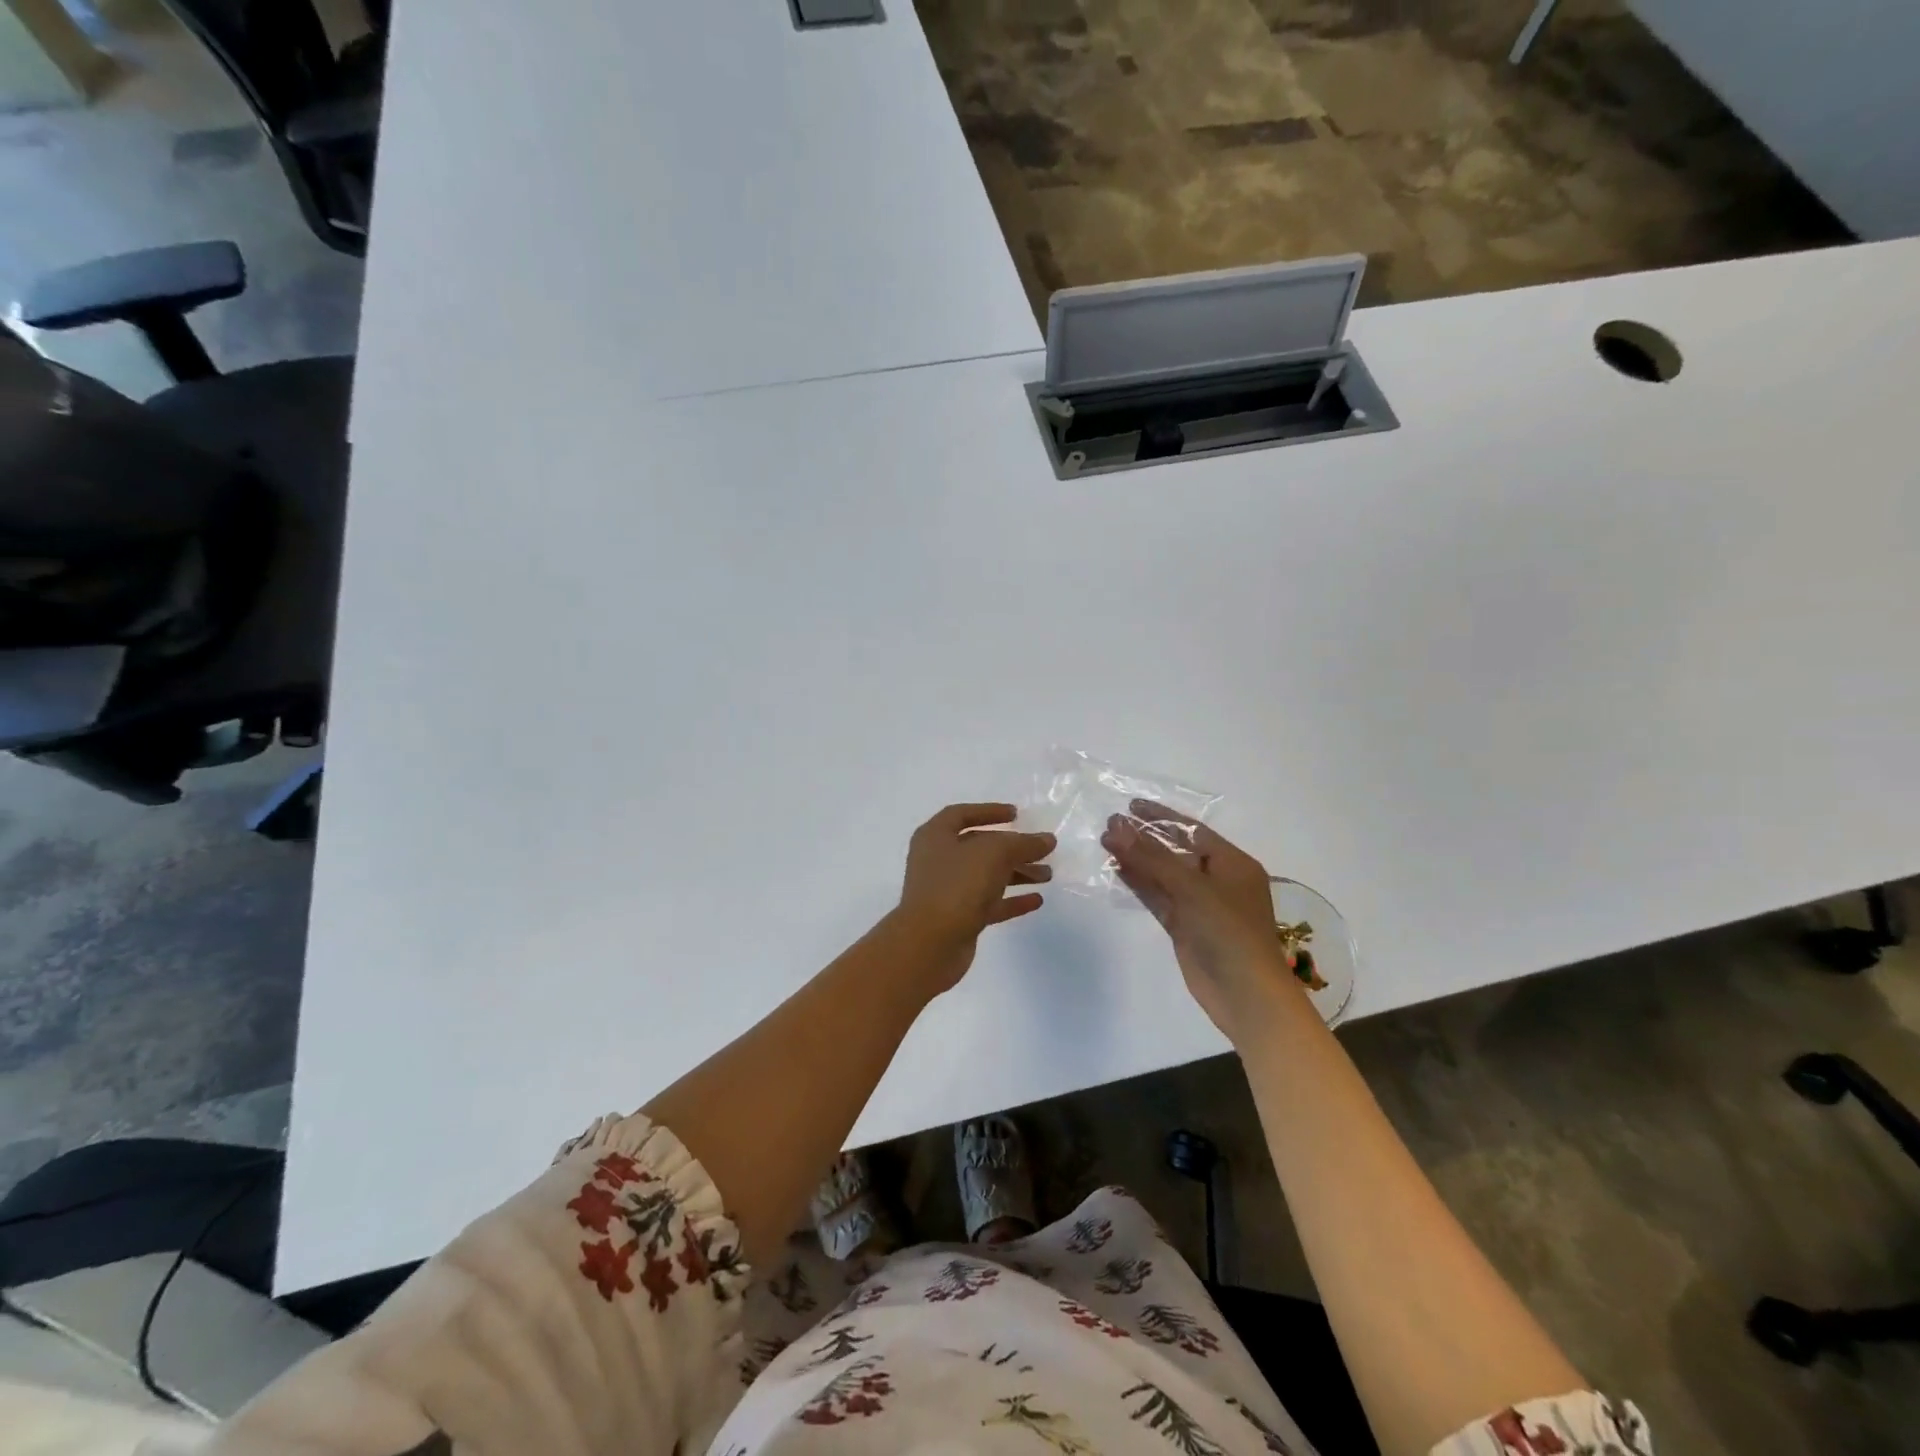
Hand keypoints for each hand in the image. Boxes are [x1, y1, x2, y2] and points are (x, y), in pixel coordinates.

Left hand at [895, 803, 1054, 993]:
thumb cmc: (957, 885)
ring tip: (1047, 876)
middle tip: (1043, 851)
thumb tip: (1046, 840)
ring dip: (1017, 874)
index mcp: (935, 836)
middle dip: (1013, 848)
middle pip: (980, 847)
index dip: (989, 811)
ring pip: (987, 876)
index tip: (1016, 814)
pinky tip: (1036, 900)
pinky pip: (988, 904)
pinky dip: (1011, 900)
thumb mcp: (994, 854)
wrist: (929, 944)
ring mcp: (947, 891)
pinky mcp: (958, 919)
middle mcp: (938, 860)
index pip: (962, 815)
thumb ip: (1023, 844)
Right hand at [1101, 801, 1301, 1043]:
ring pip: (1163, 874)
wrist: (1245, 994)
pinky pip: (1159, 897)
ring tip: (1105, 842)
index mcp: (1232, 864)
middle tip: (1110, 824)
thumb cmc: (1229, 932)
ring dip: (1137, 859)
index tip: (1130, 806)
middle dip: (1144, 837)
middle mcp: (1217, 880)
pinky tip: (1117, 869)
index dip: (1161, 816)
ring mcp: (1200, 905)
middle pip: (1175, 851)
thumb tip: (1115, 828)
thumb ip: (1151, 857)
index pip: (1191, 830)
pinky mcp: (1184, 927)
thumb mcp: (1192, 888)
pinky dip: (1139, 884)